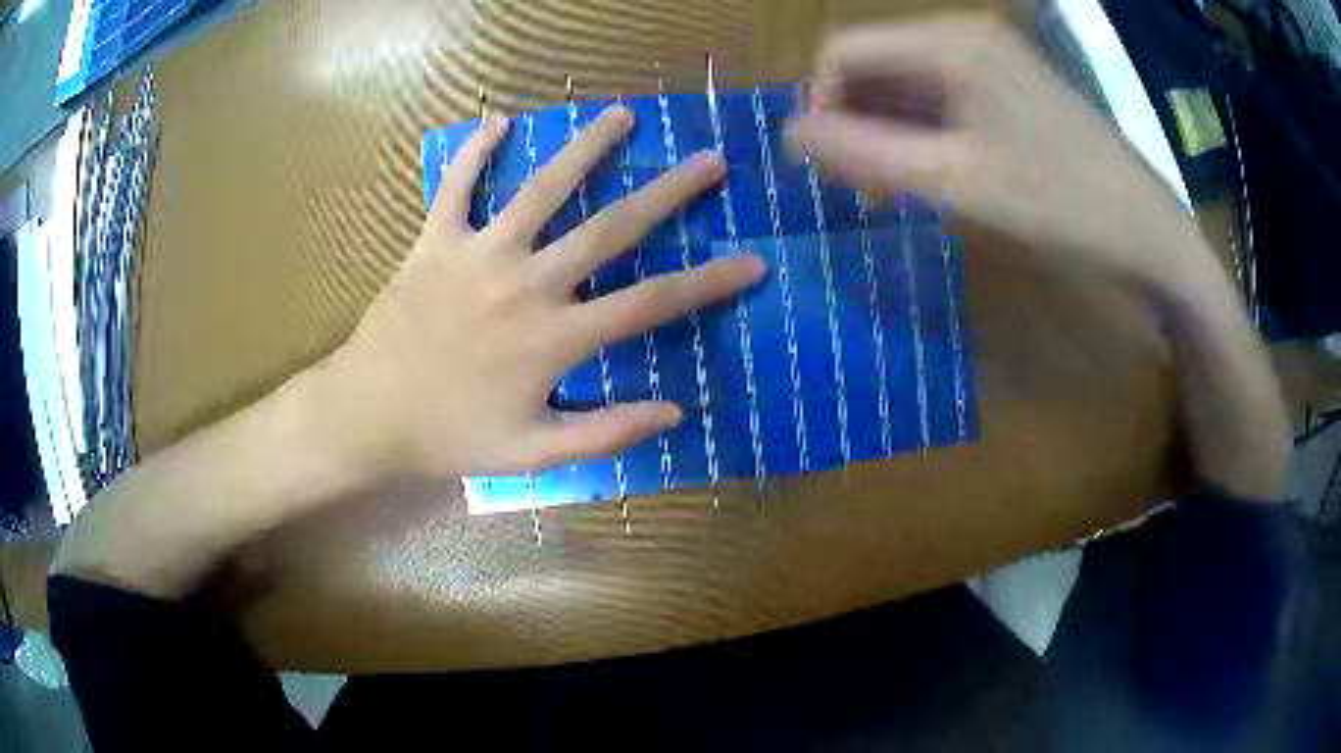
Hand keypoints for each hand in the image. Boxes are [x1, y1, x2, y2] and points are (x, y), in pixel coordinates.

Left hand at [313, 105, 764, 481]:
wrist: (368, 415)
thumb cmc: (451, 436)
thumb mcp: (534, 453)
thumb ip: (605, 432)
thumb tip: (674, 411)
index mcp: (555, 337)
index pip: (652, 303)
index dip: (709, 282)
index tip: (753, 262)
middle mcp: (527, 283)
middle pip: (611, 228)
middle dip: (669, 192)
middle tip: (710, 160)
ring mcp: (479, 255)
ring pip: (541, 189)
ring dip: (586, 149)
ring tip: (622, 116)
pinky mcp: (435, 241)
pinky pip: (456, 186)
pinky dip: (475, 152)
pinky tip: (499, 122)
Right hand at [786, 14, 1214, 292]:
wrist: (1148, 234)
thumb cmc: (1062, 208)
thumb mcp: (957, 184)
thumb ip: (866, 155)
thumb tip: (789, 136)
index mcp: (952, 43)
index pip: (845, 51)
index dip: (820, 104)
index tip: (827, 168)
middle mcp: (967, 35)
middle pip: (876, 62)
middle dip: (853, 118)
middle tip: (861, 185)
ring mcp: (992, 59)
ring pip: (907, 81)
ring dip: (885, 128)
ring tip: (892, 186)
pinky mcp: (1009, 86)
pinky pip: (942, 95)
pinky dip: (921, 130)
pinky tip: (930, 170)